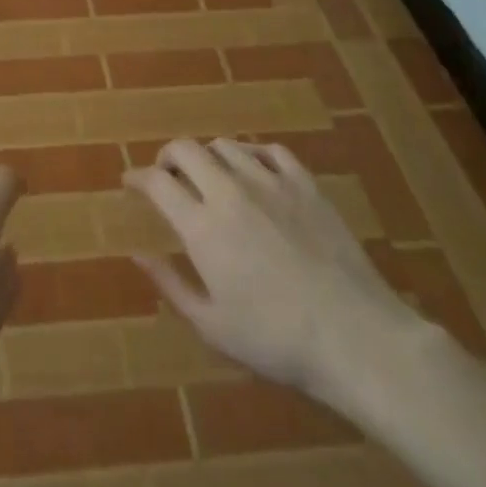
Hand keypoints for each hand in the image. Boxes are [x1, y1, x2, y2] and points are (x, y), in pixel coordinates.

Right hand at [125, 138, 431, 406]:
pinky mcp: (305, 184)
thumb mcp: (213, 327)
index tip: (130, 183)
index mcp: (201, 225)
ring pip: (225, 145)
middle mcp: (228, 191)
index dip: (137, 178)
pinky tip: (255, 170)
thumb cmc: (277, 341)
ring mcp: (269, 182)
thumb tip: (138, 253)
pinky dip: (254, 154)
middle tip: (167, 175)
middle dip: (168, 156)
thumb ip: (171, 285)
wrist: (355, 337)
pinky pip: (271, 150)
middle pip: (185, 149)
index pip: (156, 182)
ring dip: (208, 155)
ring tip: (210, 175)